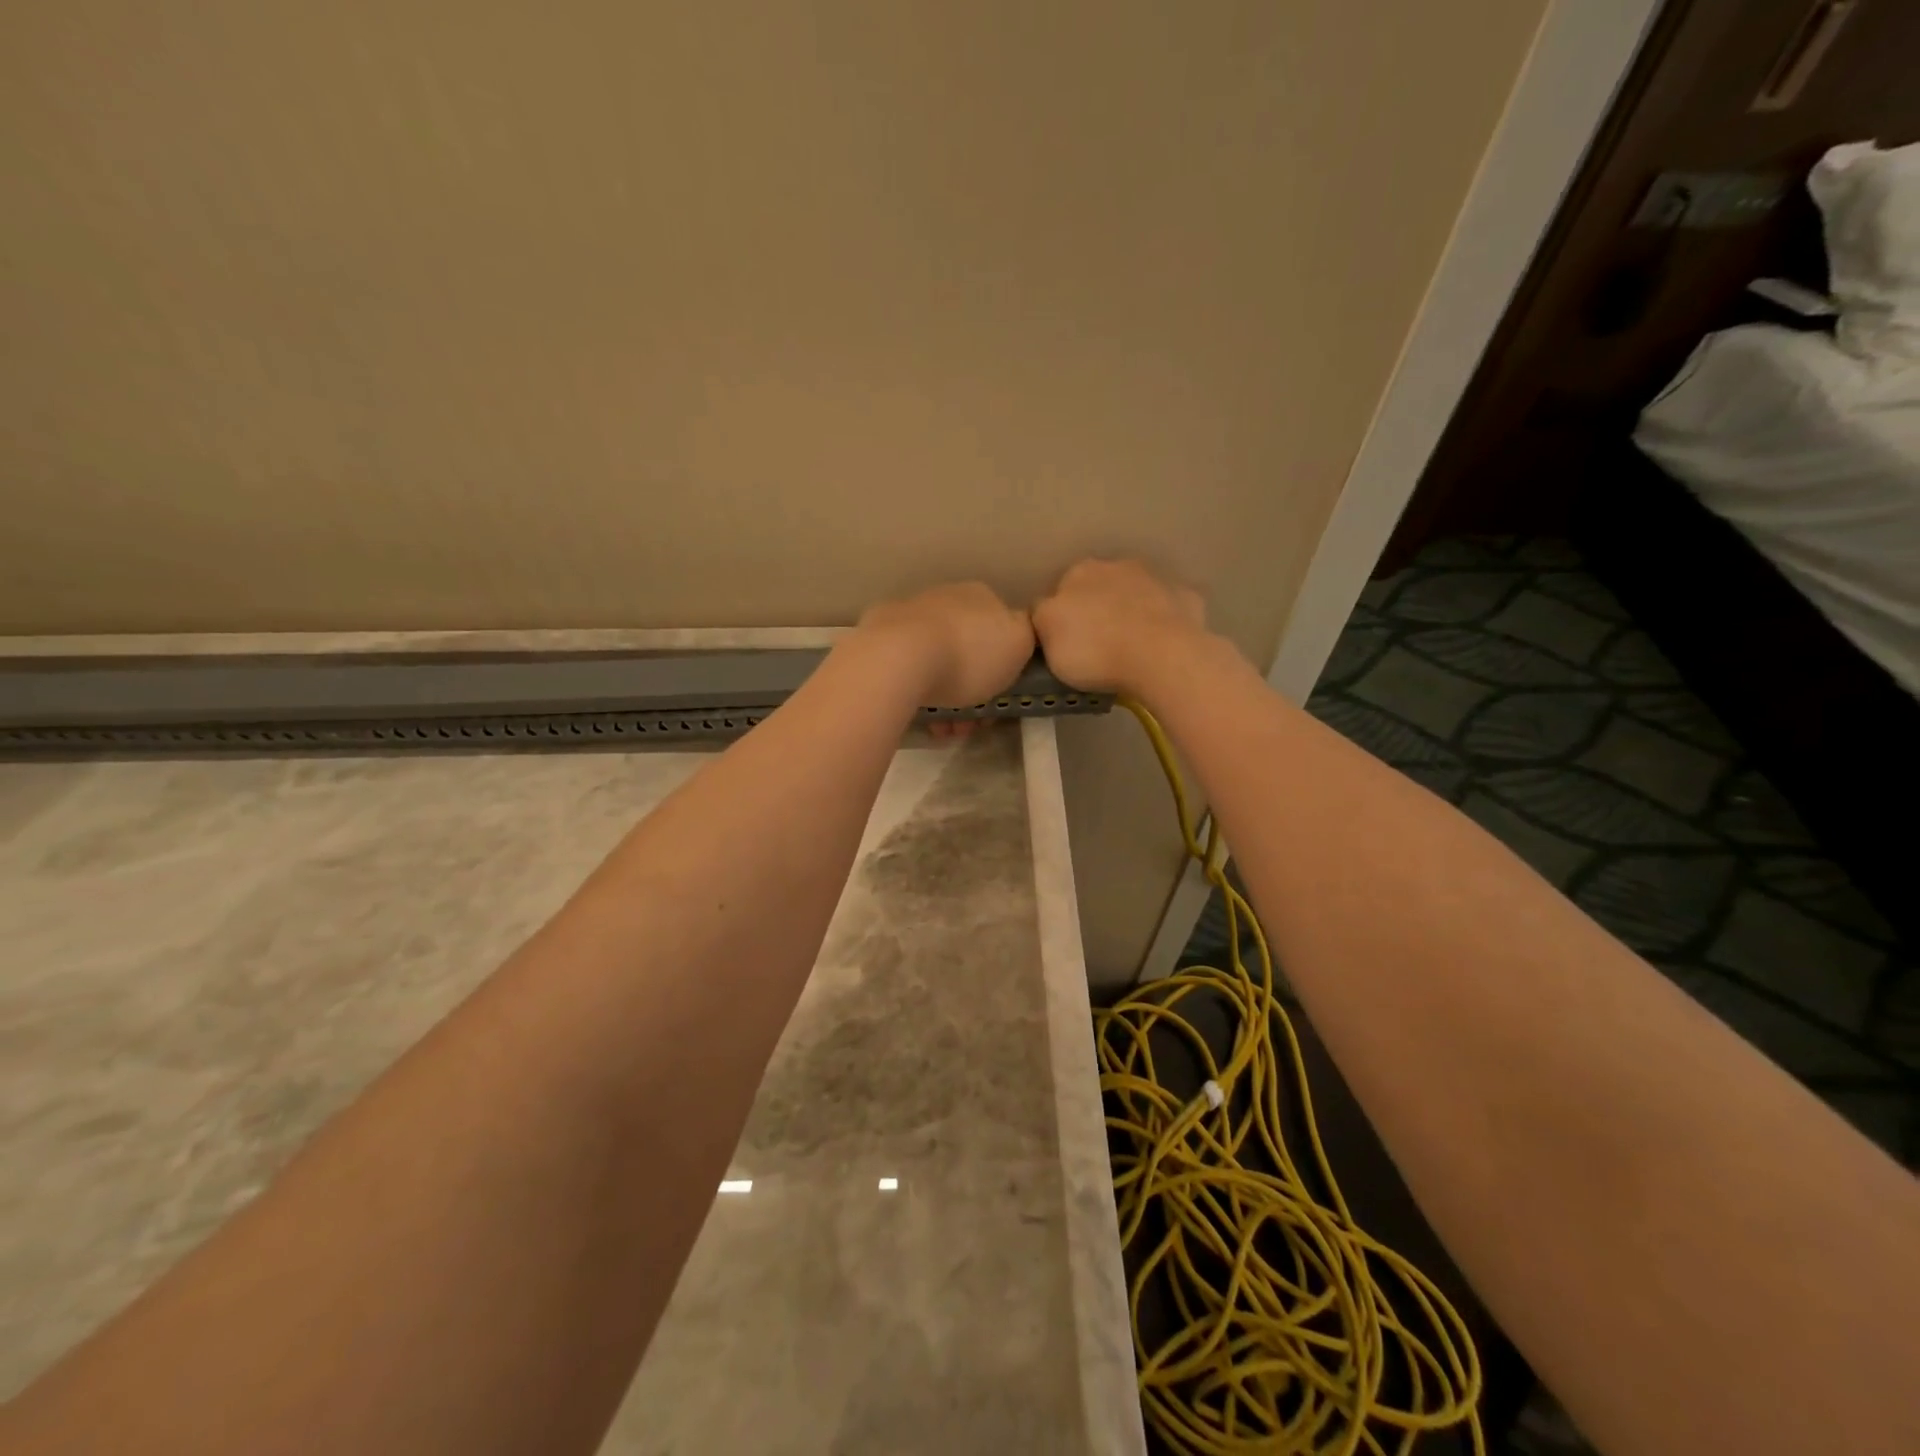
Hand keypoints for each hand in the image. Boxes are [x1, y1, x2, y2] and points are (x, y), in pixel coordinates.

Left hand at [854, 582, 1034, 708]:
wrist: (899, 659)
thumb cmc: (969, 655)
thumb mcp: (1020, 644)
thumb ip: (1026, 635)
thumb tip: (1016, 632)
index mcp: (980, 595)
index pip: (1000, 630)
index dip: (1003, 669)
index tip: (999, 700)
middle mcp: (944, 597)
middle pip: (967, 649)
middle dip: (972, 689)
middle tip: (970, 723)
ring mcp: (907, 614)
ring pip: (937, 662)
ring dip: (945, 699)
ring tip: (944, 730)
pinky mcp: (876, 636)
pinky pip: (907, 668)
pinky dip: (917, 690)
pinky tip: (919, 715)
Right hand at [1032, 559, 1207, 695]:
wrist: (1161, 656)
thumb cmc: (1094, 648)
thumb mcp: (1045, 637)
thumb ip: (1041, 617)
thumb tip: (1046, 611)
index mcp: (1079, 572)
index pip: (1060, 591)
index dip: (1060, 618)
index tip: (1064, 643)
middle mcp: (1118, 565)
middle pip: (1099, 588)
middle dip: (1097, 609)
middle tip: (1096, 646)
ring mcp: (1157, 579)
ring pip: (1136, 595)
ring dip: (1131, 612)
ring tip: (1130, 648)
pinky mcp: (1187, 598)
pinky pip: (1169, 609)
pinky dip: (1164, 622)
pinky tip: (1161, 646)